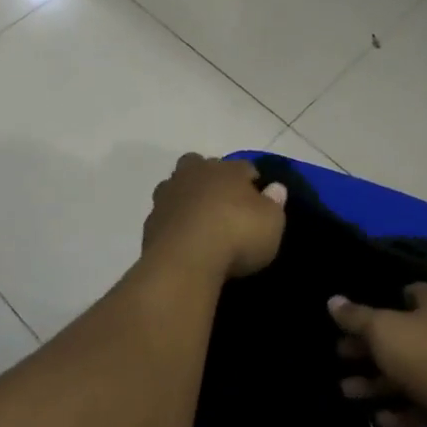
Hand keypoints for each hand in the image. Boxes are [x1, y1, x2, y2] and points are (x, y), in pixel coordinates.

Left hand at [143, 154, 287, 281]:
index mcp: (227, 169)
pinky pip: (166, 215)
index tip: (258, 199)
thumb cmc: (237, 235)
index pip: (243, 167)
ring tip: (199, 222)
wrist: (185, 261)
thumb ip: (274, 203)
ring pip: (177, 186)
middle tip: (222, 203)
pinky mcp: (151, 220)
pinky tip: (183, 241)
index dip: (251, 181)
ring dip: (186, 197)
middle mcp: (195, 173)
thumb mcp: (271, 223)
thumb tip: (275, 188)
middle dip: (210, 178)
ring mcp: (169, 194)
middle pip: (201, 165)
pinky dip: (173, 222)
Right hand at [331, 284, 426, 426]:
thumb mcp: (384, 330)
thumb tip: (332, 300)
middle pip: (401, 336)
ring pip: (407, 374)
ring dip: (377, 383)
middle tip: (338, 354)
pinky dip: (399, 412)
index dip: (381, 298)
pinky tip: (376, 418)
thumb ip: (357, 317)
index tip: (354, 310)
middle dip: (369, 347)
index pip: (407, 292)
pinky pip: (420, 407)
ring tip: (345, 390)